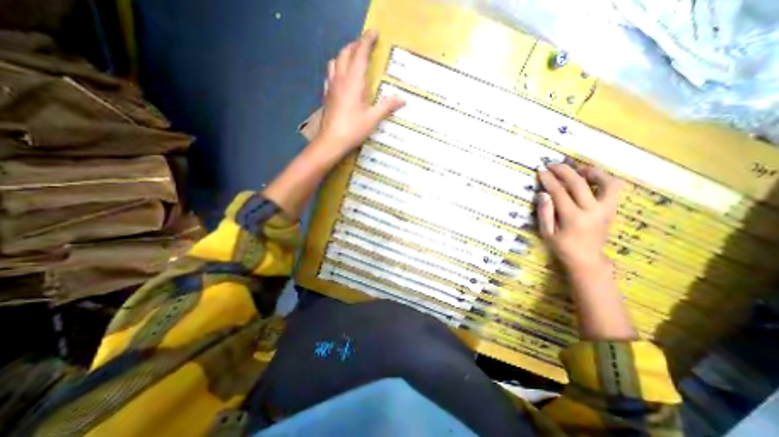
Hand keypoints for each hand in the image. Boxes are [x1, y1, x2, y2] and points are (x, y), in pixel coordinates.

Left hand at [315, 28, 405, 156]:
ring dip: (345, 54)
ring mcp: (331, 85)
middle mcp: (341, 79)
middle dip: (356, 45)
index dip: (367, 41)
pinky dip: (337, 67)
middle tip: (366, 45)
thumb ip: (387, 106)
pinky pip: (330, 73)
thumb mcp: (373, 119)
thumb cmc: (353, 129)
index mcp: (354, 81)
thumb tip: (403, 99)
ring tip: (353, 58)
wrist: (331, 141)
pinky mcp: (327, 94)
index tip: (375, 33)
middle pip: (345, 53)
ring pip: (335, 60)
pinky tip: (341, 76)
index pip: (360, 54)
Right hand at [540, 164, 624, 275]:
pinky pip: (613, 189)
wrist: (587, 259)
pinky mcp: (612, 209)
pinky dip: (603, 179)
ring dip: (590, 171)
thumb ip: (545, 212)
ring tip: (577, 168)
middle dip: (564, 171)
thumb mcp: (546, 233)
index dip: (548, 180)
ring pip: (605, 182)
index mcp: (573, 218)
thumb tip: (543, 193)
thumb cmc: (562, 247)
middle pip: (579, 184)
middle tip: (552, 164)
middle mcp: (592, 211)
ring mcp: (606, 209)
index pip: (559, 192)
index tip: (540, 170)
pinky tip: (590, 177)